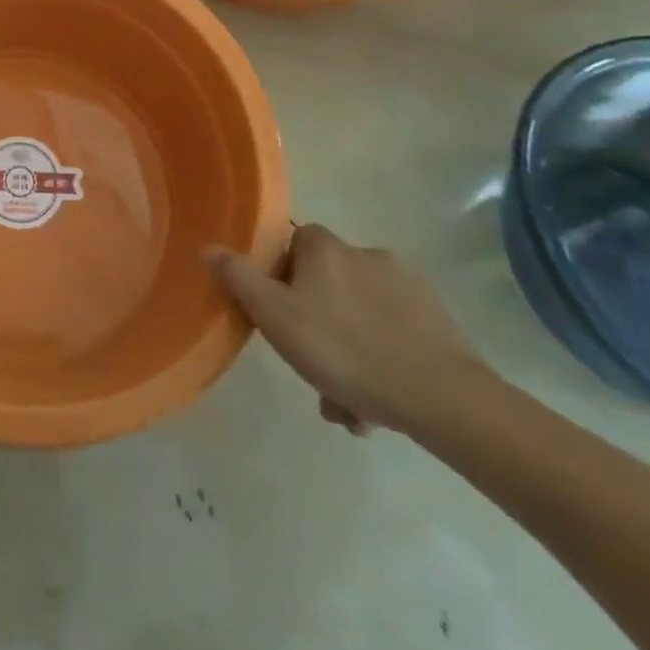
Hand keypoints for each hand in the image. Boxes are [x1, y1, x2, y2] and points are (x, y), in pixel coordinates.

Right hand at [205, 224, 491, 437]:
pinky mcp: (438, 321)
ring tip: (348, 405)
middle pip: (327, 284)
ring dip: (349, 353)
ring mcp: (407, 286)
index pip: (294, 244)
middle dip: (317, 327)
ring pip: (360, 316)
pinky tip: (379, 404)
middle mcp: (366, 253)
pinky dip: (382, 362)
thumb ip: (239, 279)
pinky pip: (394, 335)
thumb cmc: (344, 349)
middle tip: (312, 371)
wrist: (442, 397)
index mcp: (326, 247)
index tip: (280, 314)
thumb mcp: (275, 317)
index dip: (282, 276)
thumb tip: (208, 247)